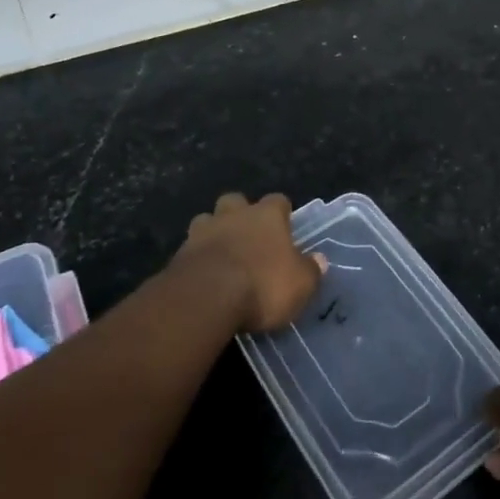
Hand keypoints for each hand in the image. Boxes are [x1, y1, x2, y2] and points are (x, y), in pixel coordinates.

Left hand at [174, 192, 324, 332]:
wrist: (206, 297)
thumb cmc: (262, 285)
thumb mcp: (300, 284)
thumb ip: (310, 271)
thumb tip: (319, 260)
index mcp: (266, 215)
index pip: (278, 201)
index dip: (282, 212)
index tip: (285, 226)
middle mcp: (234, 214)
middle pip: (236, 201)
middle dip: (241, 214)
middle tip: (248, 236)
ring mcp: (203, 230)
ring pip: (208, 219)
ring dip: (214, 232)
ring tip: (221, 254)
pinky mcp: (180, 253)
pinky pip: (191, 247)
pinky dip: (198, 257)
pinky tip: (203, 274)